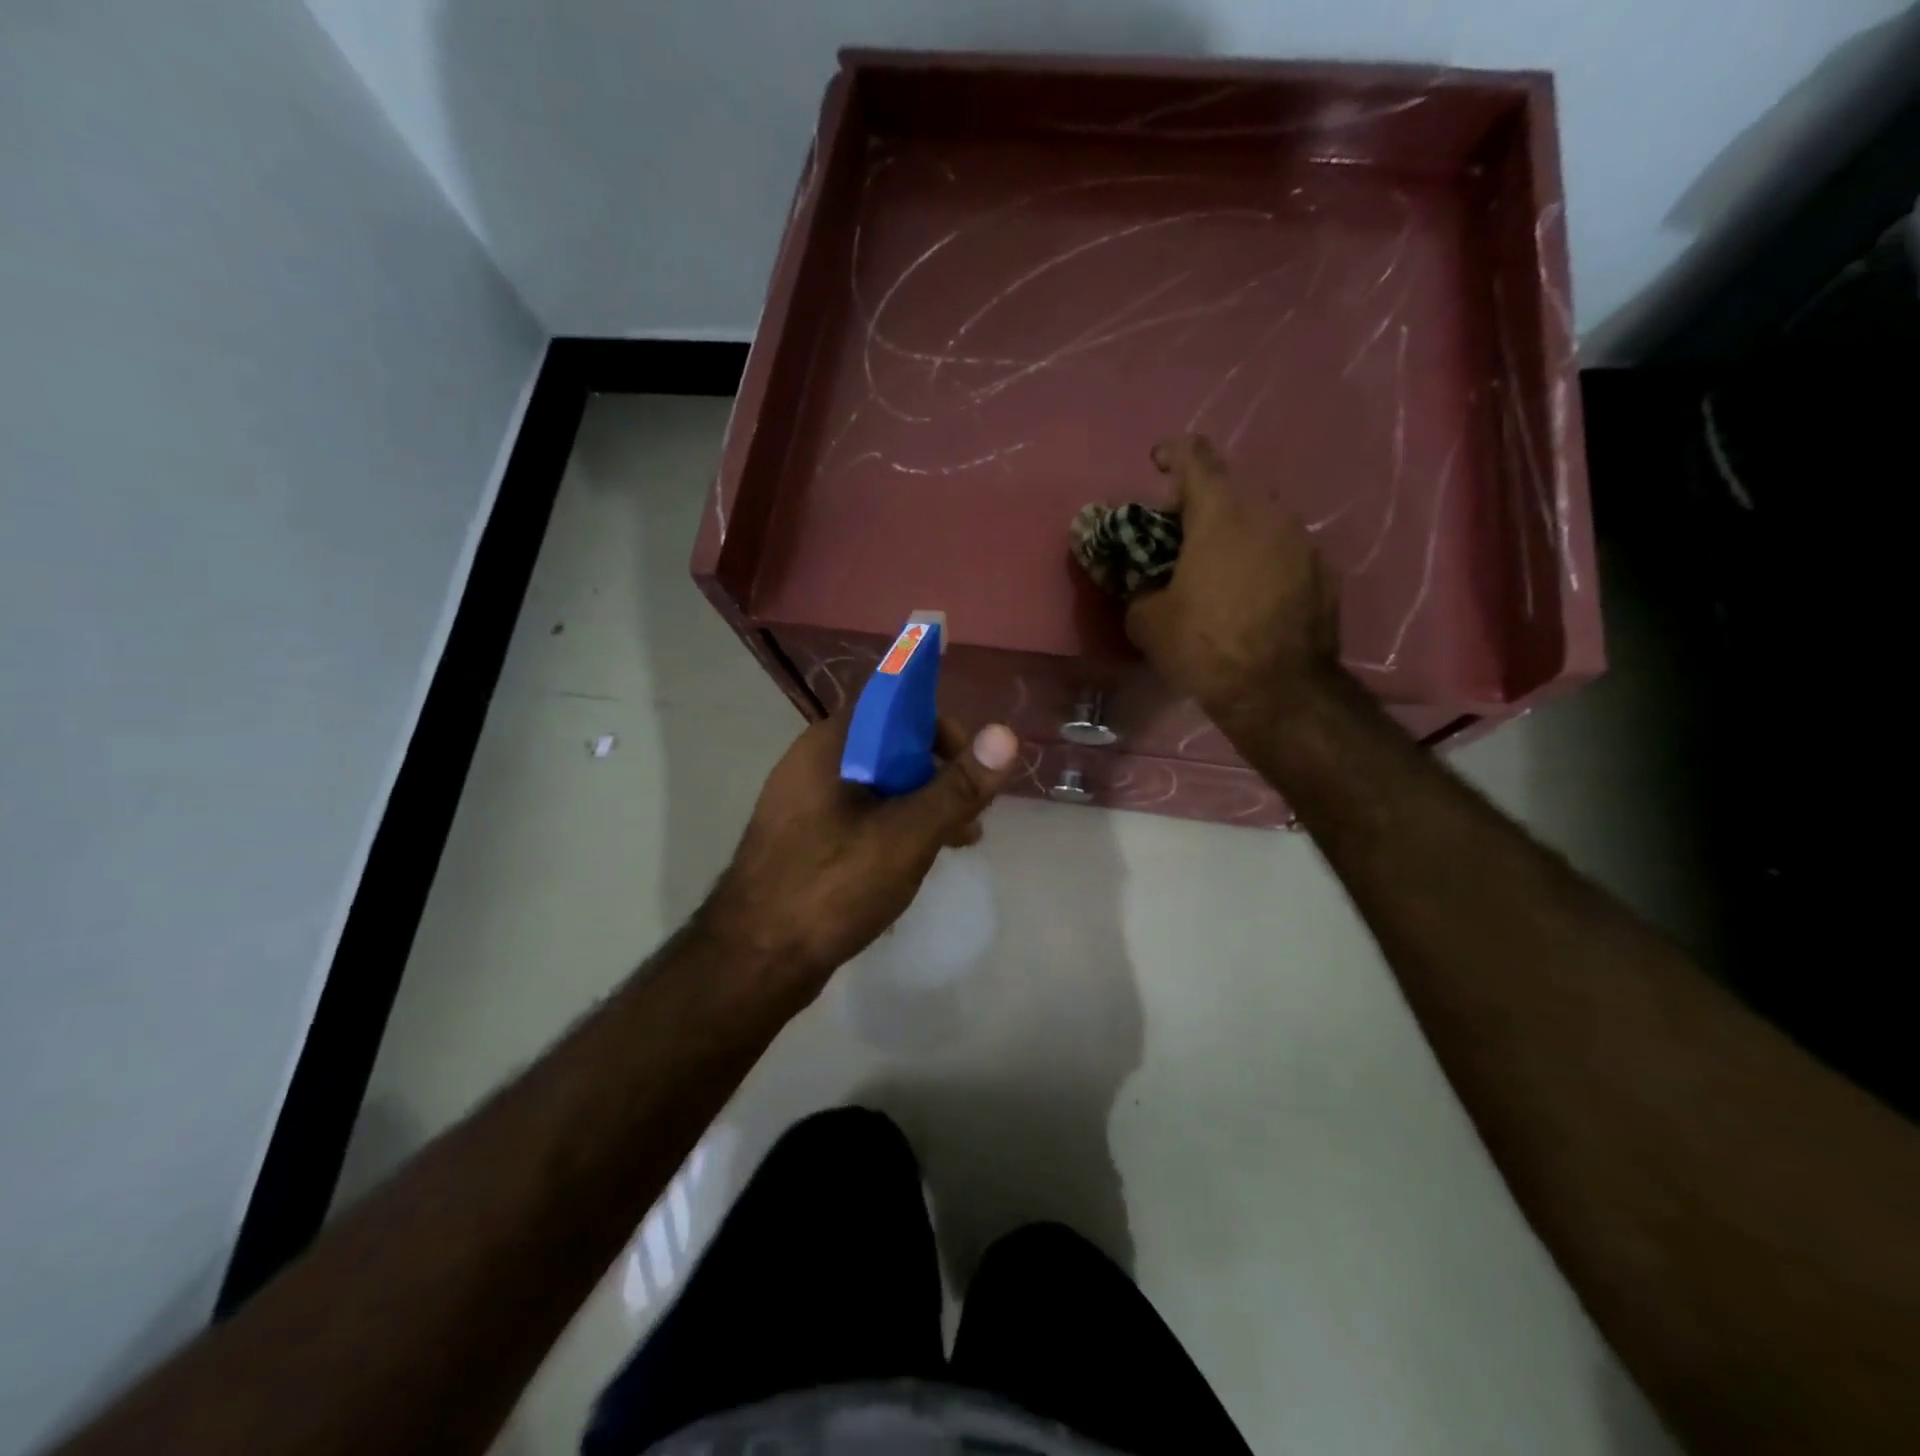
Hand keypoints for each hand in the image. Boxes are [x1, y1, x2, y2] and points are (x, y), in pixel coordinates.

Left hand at [702, 706, 1019, 995]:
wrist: (754, 960)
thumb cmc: (833, 886)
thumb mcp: (908, 834)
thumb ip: (958, 786)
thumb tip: (1005, 734)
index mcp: (831, 744)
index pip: (895, 703)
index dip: (940, 727)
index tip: (971, 765)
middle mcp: (813, 761)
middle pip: (891, 744)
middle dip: (939, 773)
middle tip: (971, 815)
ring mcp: (804, 801)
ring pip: (879, 784)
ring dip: (921, 803)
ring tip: (959, 842)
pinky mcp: (805, 836)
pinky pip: (860, 814)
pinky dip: (895, 825)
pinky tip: (916, 860)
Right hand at [1125, 434, 1339, 738]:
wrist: (1279, 691)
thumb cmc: (1205, 646)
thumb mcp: (1148, 621)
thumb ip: (1140, 588)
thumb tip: (1144, 585)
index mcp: (1220, 513)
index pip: (1195, 458)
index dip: (1173, 453)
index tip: (1158, 460)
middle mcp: (1268, 513)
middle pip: (1231, 490)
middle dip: (1203, 503)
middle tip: (1181, 532)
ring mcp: (1303, 541)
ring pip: (1263, 520)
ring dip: (1237, 532)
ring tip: (1218, 565)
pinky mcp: (1325, 571)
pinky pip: (1285, 551)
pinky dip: (1264, 560)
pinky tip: (1251, 593)